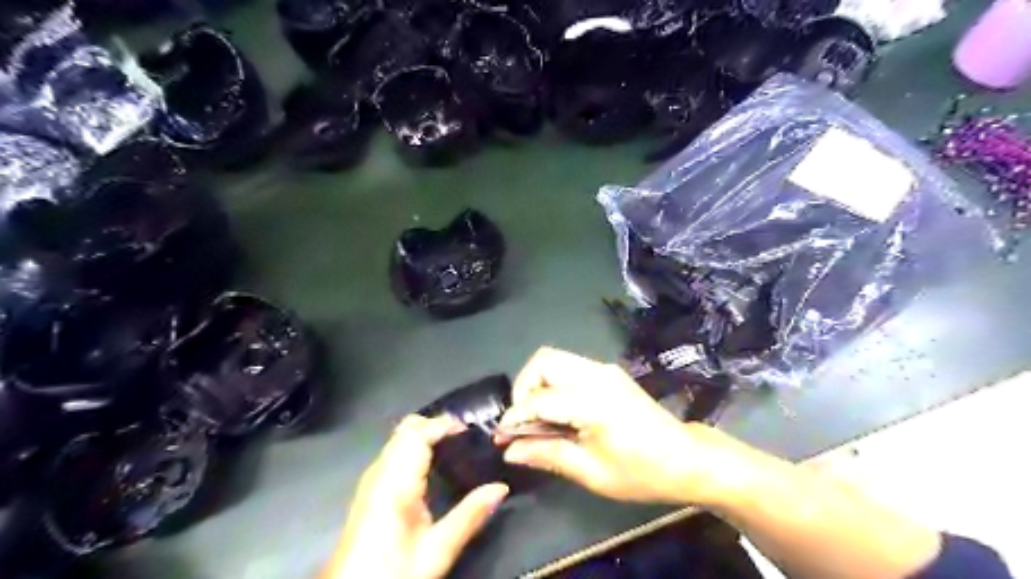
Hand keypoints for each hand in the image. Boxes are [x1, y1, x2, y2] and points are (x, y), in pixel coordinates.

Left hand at [323, 416, 508, 577]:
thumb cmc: (394, 572)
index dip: (445, 424)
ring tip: (455, 446)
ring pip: (399, 438)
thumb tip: (501, 487)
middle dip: (436, 425)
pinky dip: (415, 446)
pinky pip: (394, 451)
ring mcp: (371, 478)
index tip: (472, 430)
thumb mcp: (437, 550)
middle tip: (466, 437)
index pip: (419, 432)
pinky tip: (433, 465)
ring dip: (425, 434)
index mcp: (396, 482)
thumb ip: (469, 515)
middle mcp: (380, 471)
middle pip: (406, 428)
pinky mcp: (369, 489)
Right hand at [499, 347, 722, 502]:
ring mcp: (604, 370)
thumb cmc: (641, 472)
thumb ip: (547, 454)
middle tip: (524, 421)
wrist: (687, 458)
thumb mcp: (591, 472)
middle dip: (524, 387)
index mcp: (593, 401)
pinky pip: (570, 367)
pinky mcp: (609, 373)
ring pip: (555, 359)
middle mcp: (596, 375)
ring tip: (539, 418)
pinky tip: (560, 412)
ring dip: (538, 383)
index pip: (539, 398)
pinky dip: (555, 383)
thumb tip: (509, 450)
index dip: (515, 417)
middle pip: (544, 360)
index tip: (502, 437)